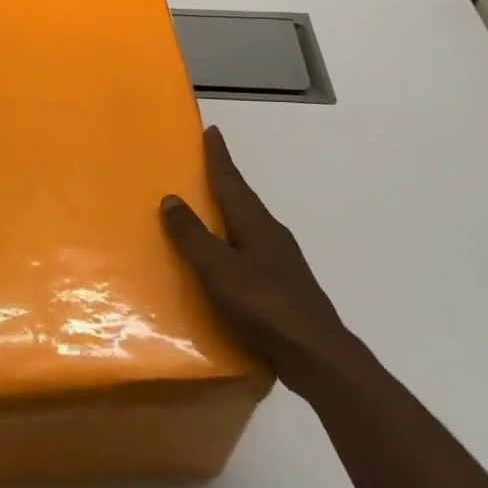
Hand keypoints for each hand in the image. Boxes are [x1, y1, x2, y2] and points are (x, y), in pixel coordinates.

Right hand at [161, 126, 352, 392]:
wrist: (317, 356)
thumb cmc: (264, 305)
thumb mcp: (218, 269)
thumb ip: (193, 235)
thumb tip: (171, 198)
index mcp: (256, 224)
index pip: (232, 182)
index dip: (219, 157)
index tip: (212, 131)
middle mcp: (271, 235)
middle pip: (243, 200)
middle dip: (225, 181)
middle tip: (205, 165)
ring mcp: (281, 262)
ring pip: (249, 226)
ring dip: (230, 213)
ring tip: (209, 210)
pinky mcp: (283, 287)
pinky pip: (251, 252)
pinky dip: (234, 244)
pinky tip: (226, 261)